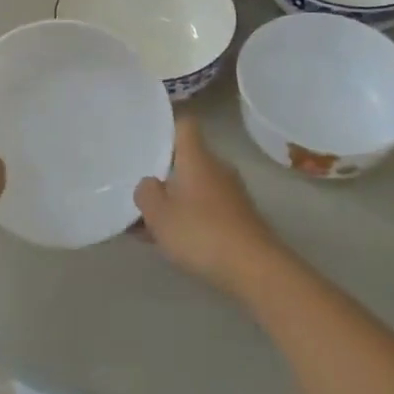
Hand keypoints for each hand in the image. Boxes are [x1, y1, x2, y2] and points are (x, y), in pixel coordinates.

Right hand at [134, 117, 282, 296]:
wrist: (254, 268)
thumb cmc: (201, 232)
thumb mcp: (158, 214)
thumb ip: (146, 193)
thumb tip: (149, 183)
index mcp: (197, 158)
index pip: (185, 125)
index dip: (166, 127)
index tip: (147, 138)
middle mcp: (217, 168)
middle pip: (187, 159)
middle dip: (163, 174)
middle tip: (138, 189)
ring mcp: (231, 193)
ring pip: (195, 187)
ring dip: (173, 200)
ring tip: (147, 223)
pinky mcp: (239, 217)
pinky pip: (206, 208)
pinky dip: (188, 218)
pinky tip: (171, 240)